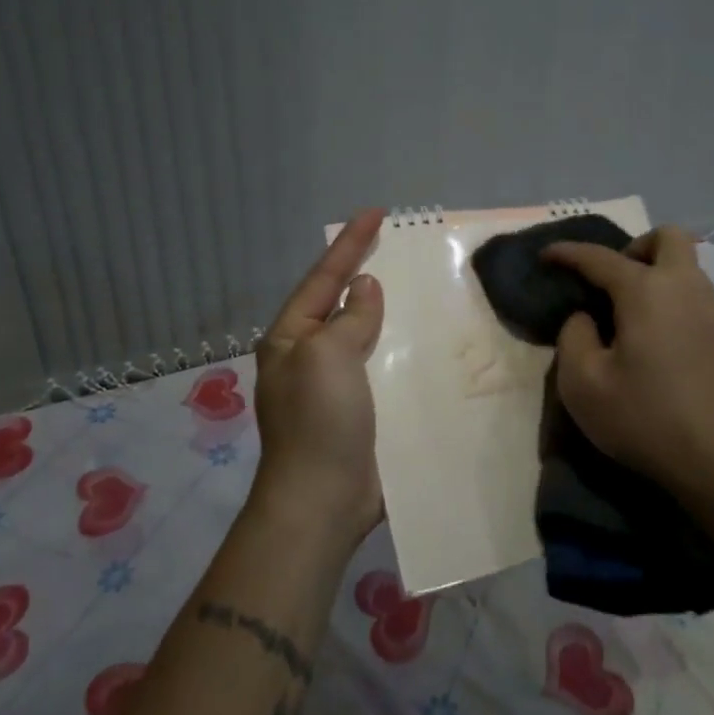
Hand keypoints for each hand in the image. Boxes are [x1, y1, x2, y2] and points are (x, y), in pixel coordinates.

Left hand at [249, 209, 386, 550]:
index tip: (376, 212)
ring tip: (415, 285)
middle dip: (363, 271)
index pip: (324, 277)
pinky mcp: (357, 411)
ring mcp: (332, 386)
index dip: (350, 243)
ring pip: (363, 334)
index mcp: (291, 337)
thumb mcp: (328, 356)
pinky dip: (398, 348)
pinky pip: (379, 366)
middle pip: (340, 302)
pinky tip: (422, 341)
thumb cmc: (319, 420)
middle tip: (395, 242)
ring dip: (386, 311)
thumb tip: (362, 288)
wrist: (322, 502)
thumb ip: (349, 318)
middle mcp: (307, 356)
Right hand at [545, 226, 713, 498]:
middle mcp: (684, 288)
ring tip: (630, 315)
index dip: (568, 252)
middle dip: (635, 247)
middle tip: (612, 282)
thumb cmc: (646, 418)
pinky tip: (660, 345)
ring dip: (657, 275)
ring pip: (687, 267)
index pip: (599, 257)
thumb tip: (586, 318)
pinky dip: (673, 303)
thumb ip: (573, 337)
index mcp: (645, 291)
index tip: (546, 256)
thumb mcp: (583, 384)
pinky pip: (697, 299)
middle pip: (667, 237)